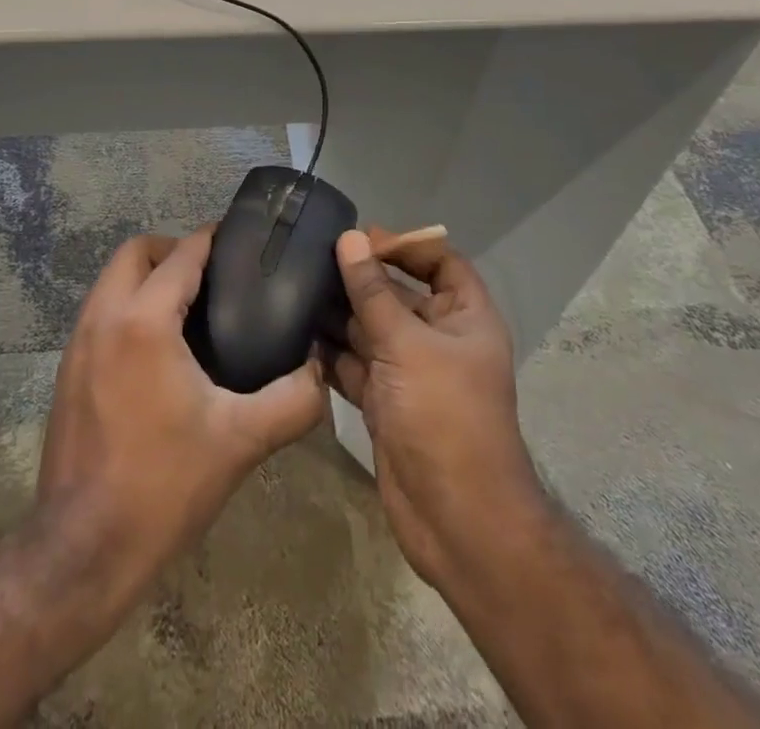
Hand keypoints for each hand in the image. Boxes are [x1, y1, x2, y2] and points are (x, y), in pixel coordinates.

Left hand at [37, 227, 326, 601]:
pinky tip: (157, 347)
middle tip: (213, 278)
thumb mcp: (241, 441)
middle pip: (135, 252)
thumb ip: (293, 400)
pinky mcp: (66, 369)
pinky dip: (127, 305)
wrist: (83, 549)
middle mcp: (103, 316)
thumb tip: (320, 371)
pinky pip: (100, 311)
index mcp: (144, 320)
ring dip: (147, 277)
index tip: (239, 240)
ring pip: (111, 279)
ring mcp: (77, 342)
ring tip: (190, 308)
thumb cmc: (164, 485)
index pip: (181, 254)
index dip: (211, 239)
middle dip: (173, 250)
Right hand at [328, 226, 539, 587]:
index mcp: (465, 318)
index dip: (406, 245)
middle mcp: (439, 340)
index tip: (361, 238)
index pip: (441, 263)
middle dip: (361, 279)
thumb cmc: (444, 417)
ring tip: (294, 289)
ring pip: (372, 330)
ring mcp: (411, 373)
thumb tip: (350, 239)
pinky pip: (356, 365)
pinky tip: (297, 335)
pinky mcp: (386, 403)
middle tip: (312, 258)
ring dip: (339, 314)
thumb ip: (373, 292)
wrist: (456, 521)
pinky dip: (331, 353)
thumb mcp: (407, 345)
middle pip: (399, 294)